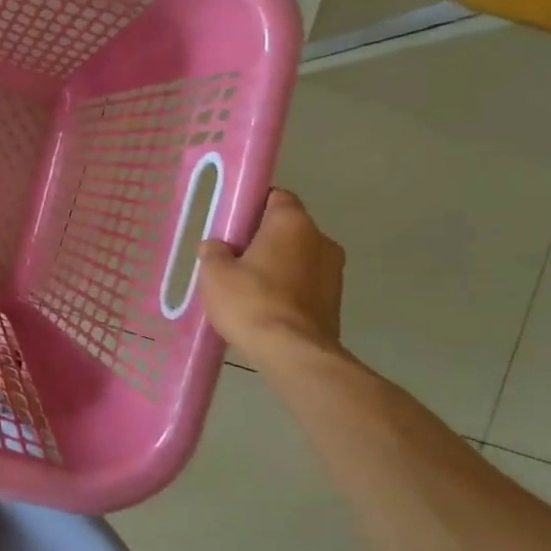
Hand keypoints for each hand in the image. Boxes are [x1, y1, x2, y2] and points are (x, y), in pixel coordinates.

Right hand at [198, 189, 345, 365]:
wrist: (292, 354)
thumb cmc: (251, 302)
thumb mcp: (215, 274)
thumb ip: (214, 252)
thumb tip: (216, 246)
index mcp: (293, 222)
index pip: (276, 197)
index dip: (253, 206)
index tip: (233, 225)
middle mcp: (321, 239)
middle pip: (288, 229)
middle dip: (264, 240)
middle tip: (235, 259)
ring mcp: (334, 272)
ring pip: (299, 258)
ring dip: (278, 267)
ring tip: (249, 289)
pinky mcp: (336, 301)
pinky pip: (306, 284)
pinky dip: (289, 290)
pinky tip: (266, 308)